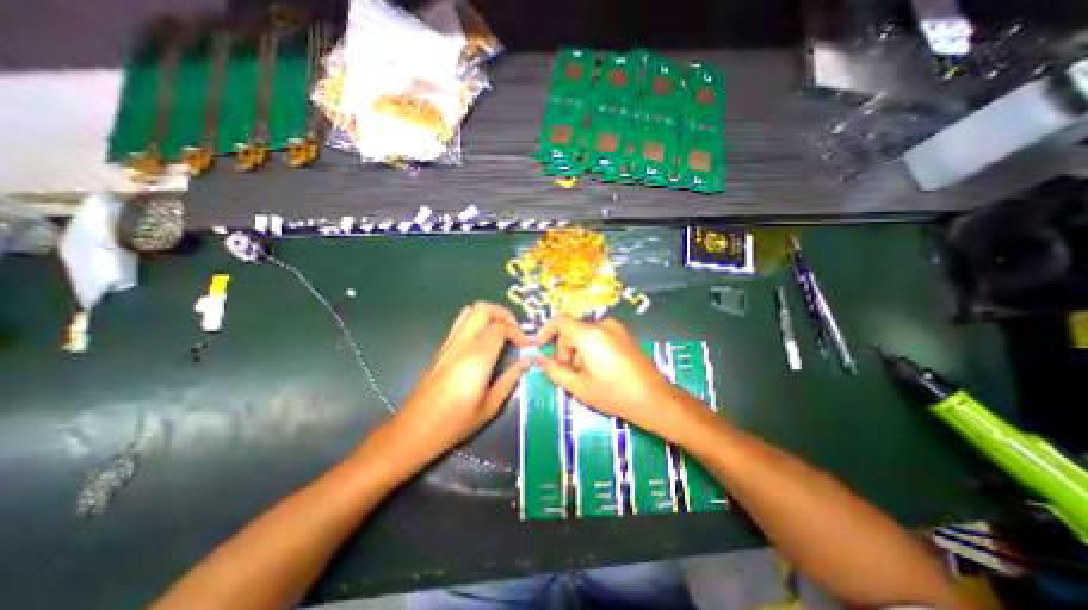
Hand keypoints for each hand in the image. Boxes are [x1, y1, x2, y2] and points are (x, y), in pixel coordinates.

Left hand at [396, 303, 531, 463]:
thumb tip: (527, 361)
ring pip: (470, 311)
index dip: (518, 332)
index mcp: (477, 358)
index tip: (526, 345)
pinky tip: (484, 340)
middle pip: (483, 308)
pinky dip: (477, 321)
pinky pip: (461, 322)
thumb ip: (510, 379)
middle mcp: (462, 344)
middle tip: (515, 330)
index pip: (501, 327)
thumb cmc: (455, 423)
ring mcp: (449, 343)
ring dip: (490, 315)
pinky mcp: (442, 347)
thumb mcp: (490, 406)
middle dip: (504, 313)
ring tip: (502, 331)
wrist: (414, 430)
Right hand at [535, 313, 686, 437]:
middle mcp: (602, 325)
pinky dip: (591, 348)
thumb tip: (540, 360)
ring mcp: (616, 328)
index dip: (546, 331)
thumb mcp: (578, 386)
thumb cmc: (613, 393)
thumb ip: (555, 371)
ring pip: (585, 334)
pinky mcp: (624, 335)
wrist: (653, 398)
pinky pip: (599, 335)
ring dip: (578, 350)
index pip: (560, 321)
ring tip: (586, 374)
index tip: (539, 346)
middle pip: (572, 329)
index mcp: (588, 334)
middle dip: (564, 348)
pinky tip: (599, 369)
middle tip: (568, 372)